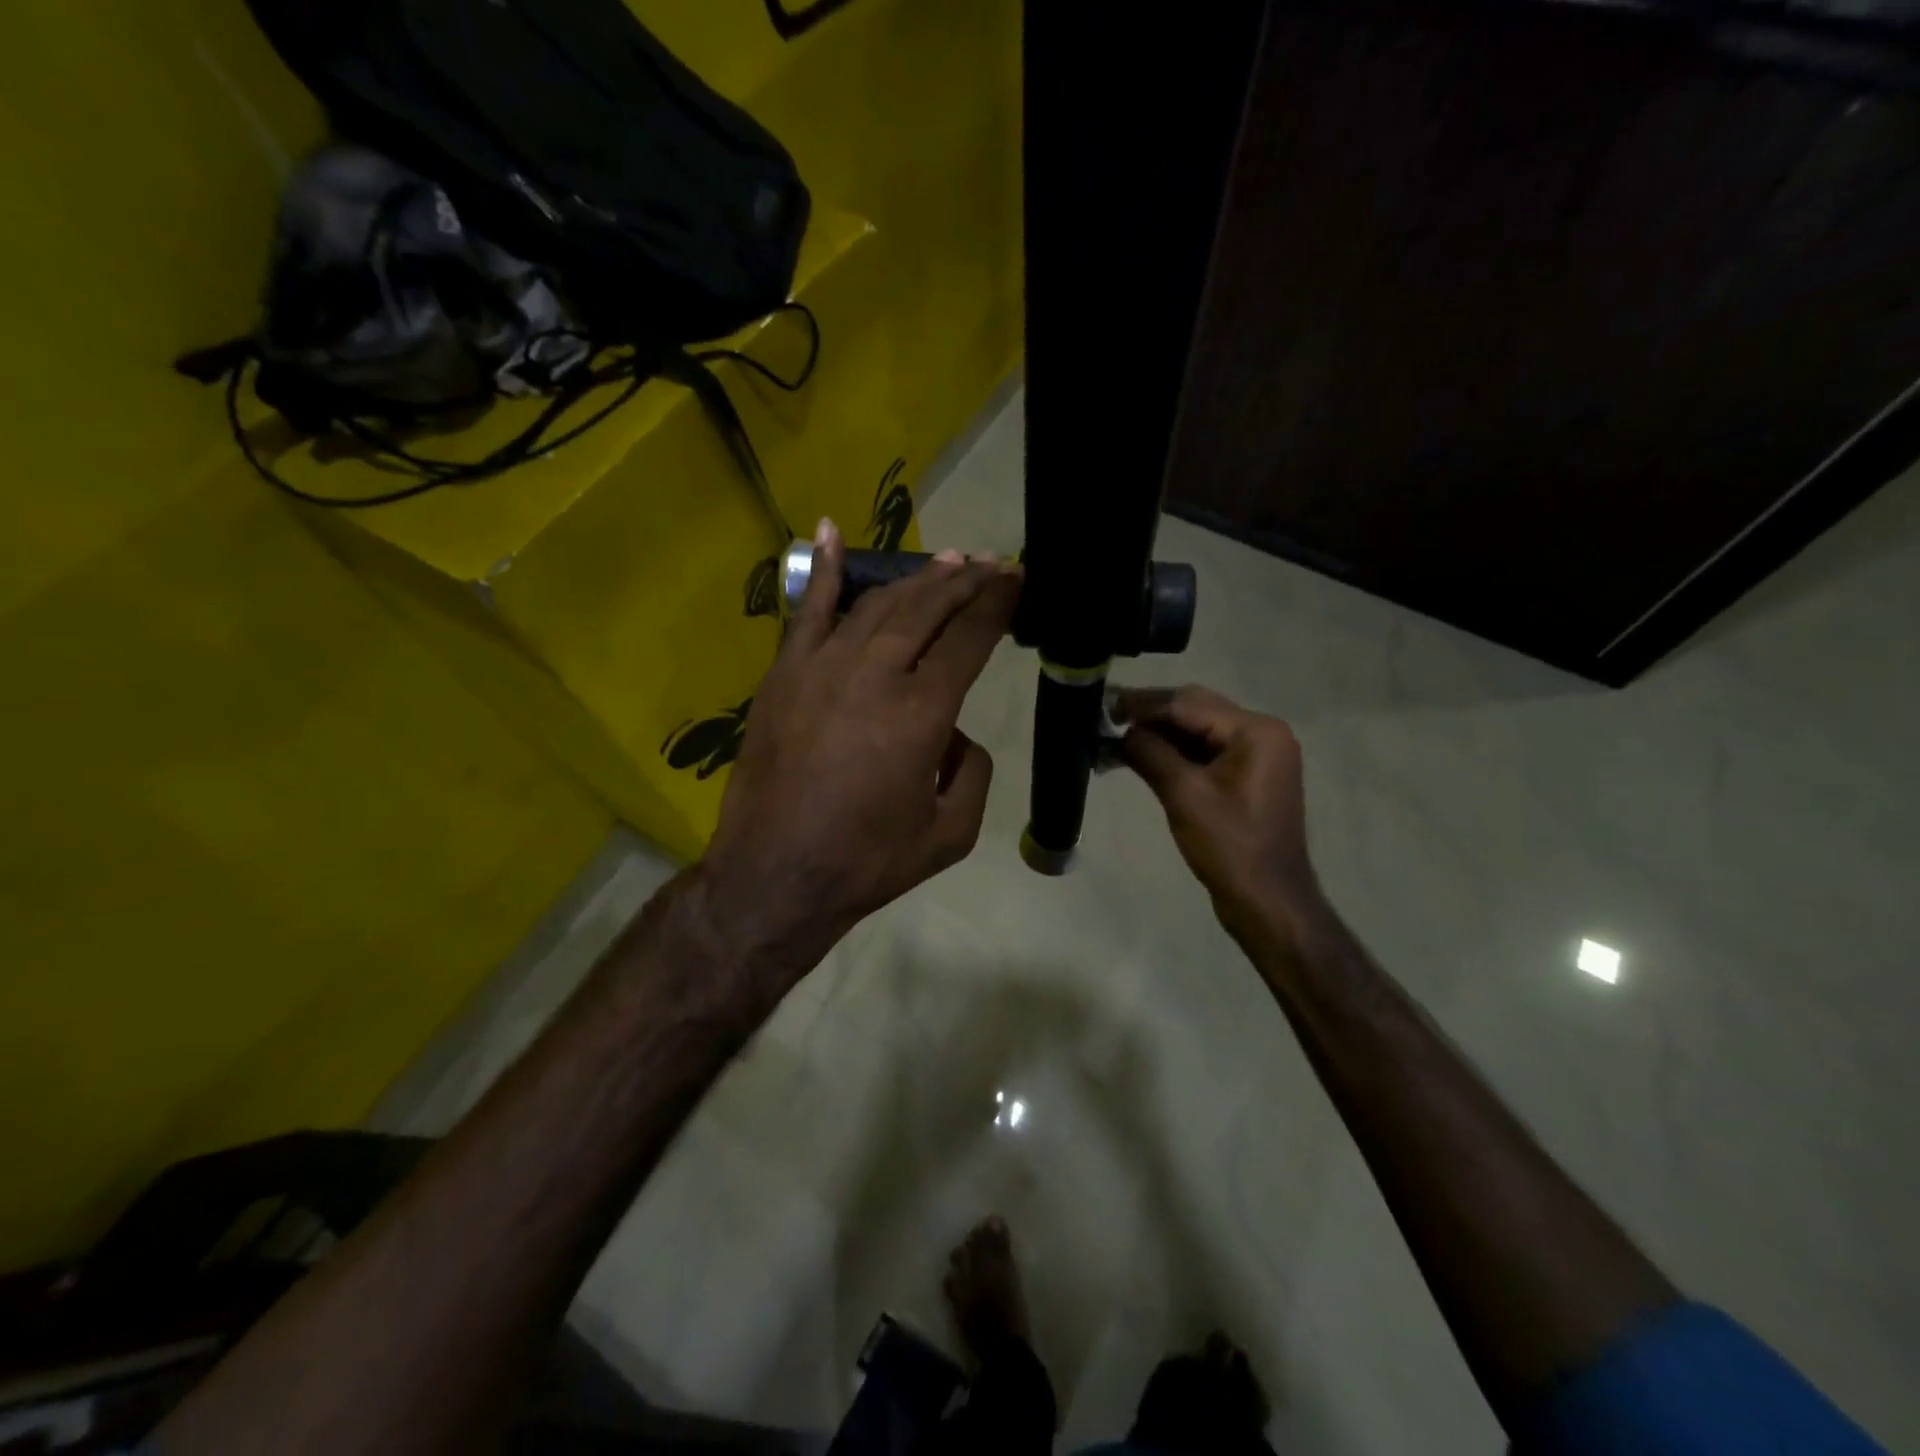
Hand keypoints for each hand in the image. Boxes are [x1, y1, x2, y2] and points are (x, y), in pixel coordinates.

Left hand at [697, 519, 1020, 1002]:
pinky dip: (825, 570)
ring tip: (944, 563)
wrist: (776, 875)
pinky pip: (806, 610)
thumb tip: (958, 735)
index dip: (997, 603)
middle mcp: (875, 673)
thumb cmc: (868, 860)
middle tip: (987, 564)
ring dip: (915, 578)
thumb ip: (973, 773)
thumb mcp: (951, 833)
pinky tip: (832, 530)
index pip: (969, 637)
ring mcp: (823, 666)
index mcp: (922, 712)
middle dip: (963, 581)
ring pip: (877, 603)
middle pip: (927, 608)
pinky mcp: (784, 673)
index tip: (1016, 578)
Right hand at [1117, 686, 1320, 942]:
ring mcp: (1257, 755)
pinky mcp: (1247, 776)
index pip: (1188, 704)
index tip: (1104, 704)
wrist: (1267, 901)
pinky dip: (1173, 753)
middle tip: (1106, 719)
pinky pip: (1205, 751)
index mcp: (1256, 730)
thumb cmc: (1229, 846)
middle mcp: (1262, 733)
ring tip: (1115, 739)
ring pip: (1197, 731)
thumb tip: (1121, 732)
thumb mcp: (1184, 795)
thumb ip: (1150, 753)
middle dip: (1150, 716)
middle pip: (1194, 711)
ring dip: (1159, 735)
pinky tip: (1140, 757)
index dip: (1143, 704)